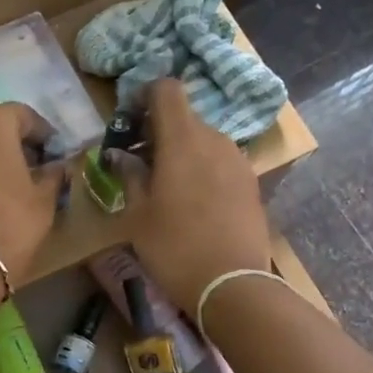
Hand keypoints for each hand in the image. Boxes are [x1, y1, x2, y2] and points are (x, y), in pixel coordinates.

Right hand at [121, 80, 271, 316]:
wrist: (232, 284)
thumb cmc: (174, 247)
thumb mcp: (138, 216)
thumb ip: (130, 176)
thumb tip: (122, 156)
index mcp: (182, 139)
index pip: (166, 89)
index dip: (144, 95)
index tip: (129, 120)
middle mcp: (215, 139)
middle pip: (184, 116)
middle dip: (159, 130)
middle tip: (139, 161)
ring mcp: (238, 160)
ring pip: (204, 140)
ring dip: (182, 151)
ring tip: (166, 185)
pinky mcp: (251, 182)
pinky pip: (220, 162)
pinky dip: (202, 168)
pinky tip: (193, 202)